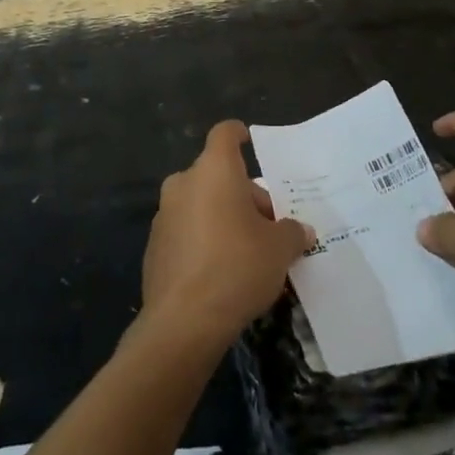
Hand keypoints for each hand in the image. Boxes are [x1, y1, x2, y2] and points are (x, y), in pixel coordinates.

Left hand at [140, 120, 314, 346]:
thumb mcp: (279, 249)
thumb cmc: (238, 267)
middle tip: (269, 226)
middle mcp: (184, 183)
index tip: (250, 142)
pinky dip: (203, 239)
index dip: (239, 134)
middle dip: (243, 195)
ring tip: (248, 251)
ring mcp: (164, 214)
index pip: (224, 134)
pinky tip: (221, 271)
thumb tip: (301, 231)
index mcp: (213, 170)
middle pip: (217, 175)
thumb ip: (292, 232)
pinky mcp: (154, 246)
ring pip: (200, 203)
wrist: (184, 320)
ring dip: (223, 217)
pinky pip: (186, 230)